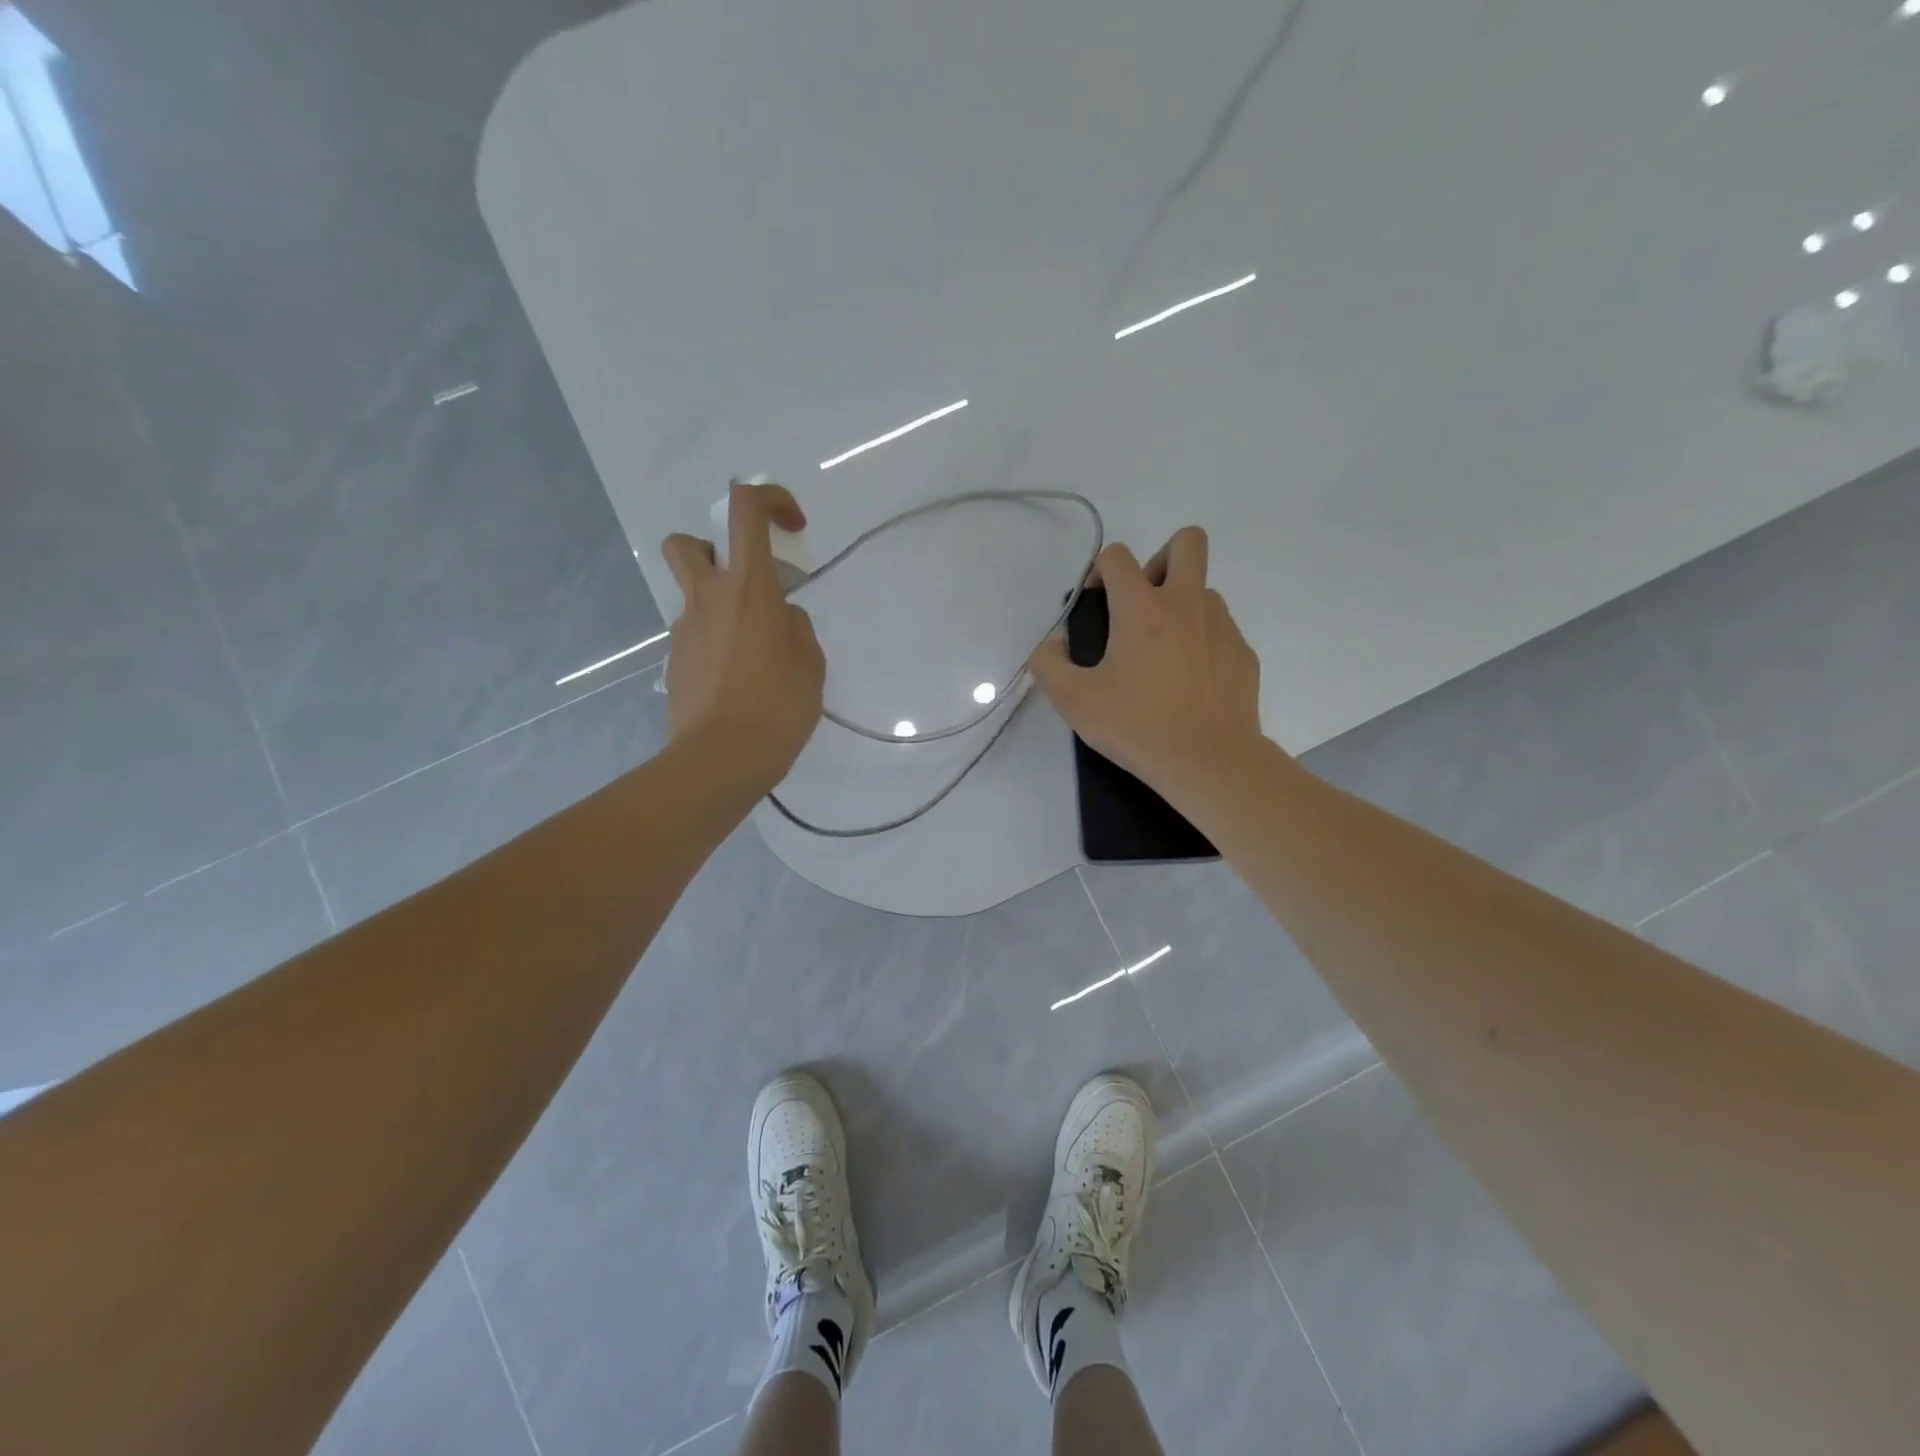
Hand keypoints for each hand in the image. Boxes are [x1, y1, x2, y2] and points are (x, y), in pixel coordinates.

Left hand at [660, 482, 825, 788]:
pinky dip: (715, 642)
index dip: (769, 499)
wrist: (721, 759)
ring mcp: (685, 630)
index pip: (744, 509)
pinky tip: (738, 681)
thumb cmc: (778, 707)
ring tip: (752, 647)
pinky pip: (695, 635)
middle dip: (714, 547)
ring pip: (692, 594)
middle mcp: (708, 598)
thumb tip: (781, 619)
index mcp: (748, 588)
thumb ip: (796, 628)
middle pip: (687, 542)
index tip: (793, 527)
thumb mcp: (810, 663)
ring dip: (718, 602)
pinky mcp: (675, 661)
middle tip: (748, 582)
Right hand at [1027, 526, 1265, 805]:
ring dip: (1181, 605)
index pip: (1118, 556)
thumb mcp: (1073, 701)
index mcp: (1142, 608)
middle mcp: (1186, 604)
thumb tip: (1051, 646)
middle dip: (1160, 558)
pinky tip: (1189, 682)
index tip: (1094, 602)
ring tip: (1163, 653)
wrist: (1209, 761)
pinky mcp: (1243, 654)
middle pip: (1187, 542)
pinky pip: (1220, 630)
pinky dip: (1202, 642)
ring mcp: (1222, 627)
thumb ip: (1048, 665)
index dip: (1099, 570)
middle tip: (1142, 604)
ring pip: (1204, 590)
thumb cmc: (1138, 726)